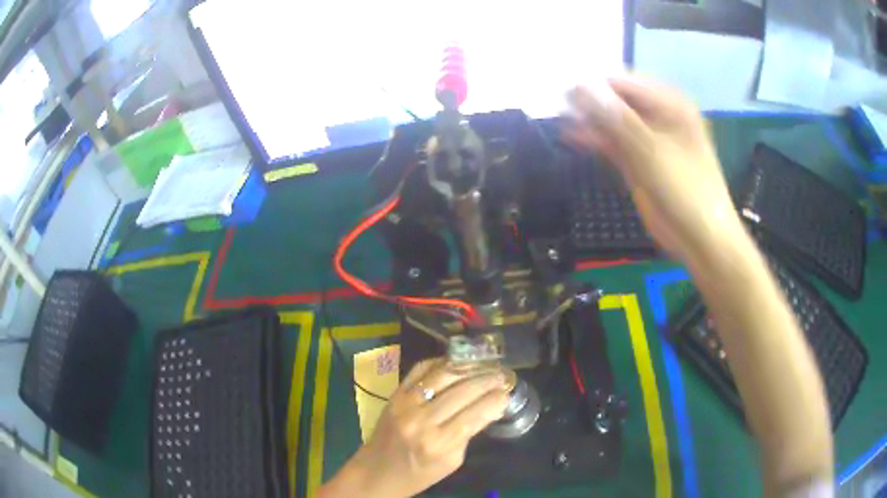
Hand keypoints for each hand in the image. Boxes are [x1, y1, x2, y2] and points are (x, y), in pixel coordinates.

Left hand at [319, 359, 509, 497]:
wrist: (378, 470)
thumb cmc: (420, 473)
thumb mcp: (453, 461)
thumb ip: (469, 433)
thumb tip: (490, 406)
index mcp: (440, 444)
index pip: (476, 413)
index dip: (496, 399)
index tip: (508, 392)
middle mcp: (422, 420)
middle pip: (463, 390)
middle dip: (488, 380)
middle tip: (503, 375)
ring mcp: (405, 403)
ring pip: (443, 374)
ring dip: (469, 367)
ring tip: (485, 365)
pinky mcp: (395, 394)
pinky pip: (421, 369)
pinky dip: (441, 362)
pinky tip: (457, 363)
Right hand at [563, 75, 746, 264]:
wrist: (700, 238)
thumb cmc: (685, 191)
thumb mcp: (651, 151)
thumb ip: (616, 118)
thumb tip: (581, 86)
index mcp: (670, 104)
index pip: (624, 83)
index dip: (593, 86)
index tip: (563, 92)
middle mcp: (660, 115)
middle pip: (617, 100)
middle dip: (590, 103)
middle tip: (559, 107)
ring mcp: (649, 138)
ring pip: (613, 121)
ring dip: (590, 121)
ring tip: (561, 120)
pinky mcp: (640, 159)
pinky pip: (615, 142)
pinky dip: (597, 139)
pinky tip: (574, 137)